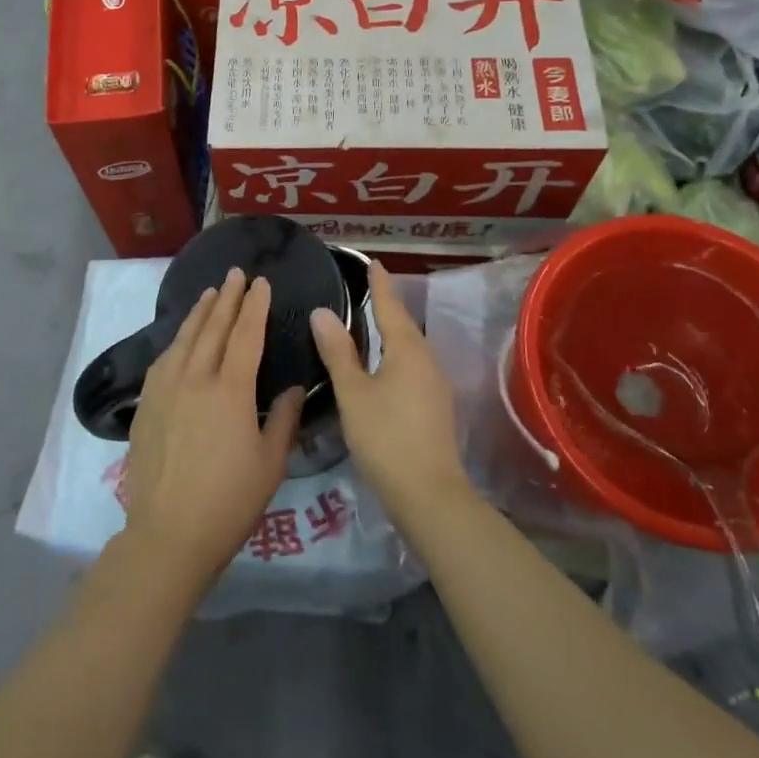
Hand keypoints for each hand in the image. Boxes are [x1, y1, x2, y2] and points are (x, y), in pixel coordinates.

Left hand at [122, 269, 304, 592]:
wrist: (169, 534)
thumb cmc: (229, 502)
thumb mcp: (270, 463)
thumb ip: (283, 419)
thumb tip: (291, 387)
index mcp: (230, 391)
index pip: (245, 335)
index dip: (255, 306)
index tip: (262, 283)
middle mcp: (195, 379)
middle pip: (212, 328)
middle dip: (227, 298)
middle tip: (236, 274)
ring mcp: (165, 390)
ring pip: (184, 338)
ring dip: (199, 312)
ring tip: (210, 293)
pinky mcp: (147, 405)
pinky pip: (163, 359)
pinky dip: (176, 340)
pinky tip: (180, 337)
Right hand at [311, 261, 471, 529]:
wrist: (429, 494)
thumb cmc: (386, 437)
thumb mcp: (353, 393)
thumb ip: (338, 352)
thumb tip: (322, 312)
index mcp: (407, 350)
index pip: (390, 306)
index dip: (380, 285)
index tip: (373, 263)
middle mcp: (427, 360)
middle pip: (404, 325)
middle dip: (387, 307)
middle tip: (366, 291)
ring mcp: (435, 385)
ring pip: (411, 348)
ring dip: (392, 333)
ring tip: (371, 325)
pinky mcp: (436, 407)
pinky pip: (413, 367)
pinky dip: (396, 356)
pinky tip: (383, 367)